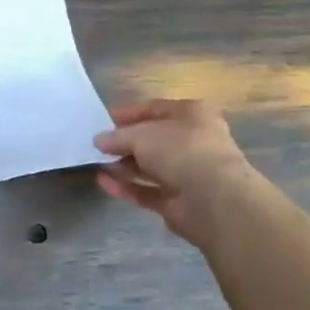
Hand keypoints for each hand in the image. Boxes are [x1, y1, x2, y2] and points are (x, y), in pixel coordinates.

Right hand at [94, 99, 263, 247]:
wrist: (213, 199)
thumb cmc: (180, 150)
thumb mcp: (140, 134)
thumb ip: (117, 136)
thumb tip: (99, 140)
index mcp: (193, 115)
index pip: (156, 109)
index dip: (130, 113)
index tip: (105, 120)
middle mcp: (194, 141)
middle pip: (153, 140)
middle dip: (125, 143)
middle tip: (98, 146)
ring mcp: (188, 173)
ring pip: (150, 167)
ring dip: (123, 166)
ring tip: (97, 164)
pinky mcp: (179, 200)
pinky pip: (147, 190)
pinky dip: (126, 187)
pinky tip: (104, 183)